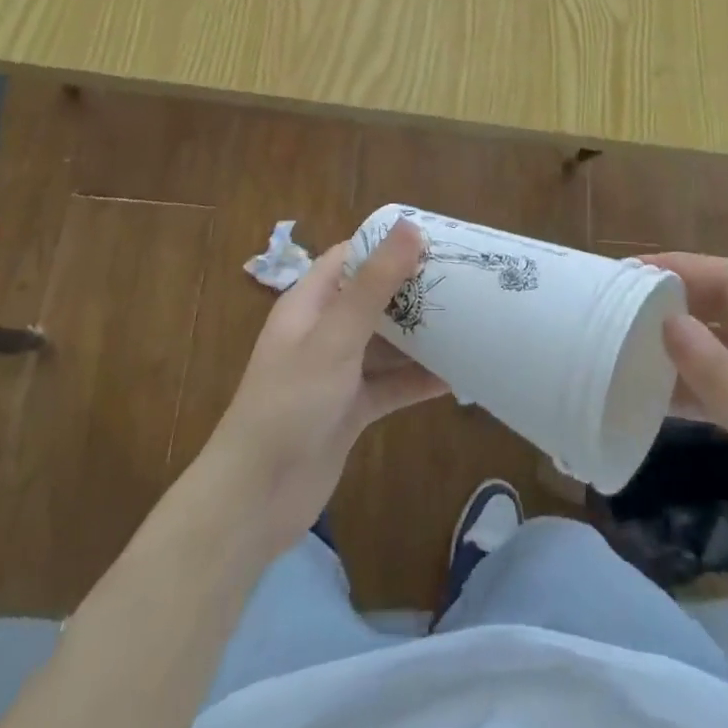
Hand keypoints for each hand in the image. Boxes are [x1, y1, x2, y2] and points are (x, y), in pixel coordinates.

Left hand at [201, 220, 447, 558]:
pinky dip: (419, 379)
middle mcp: (324, 331)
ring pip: (387, 342)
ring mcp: (338, 372)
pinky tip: (459, 376)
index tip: (436, 239)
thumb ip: (375, 283)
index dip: (389, 244)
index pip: (352, 257)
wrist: (255, 501)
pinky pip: (392, 384)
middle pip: (375, 297)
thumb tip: (410, 226)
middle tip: (465, 279)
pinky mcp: (351, 409)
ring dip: (423, 334)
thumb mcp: (335, 336)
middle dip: (415, 289)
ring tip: (472, 320)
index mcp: (310, 303)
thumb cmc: (290, 403)